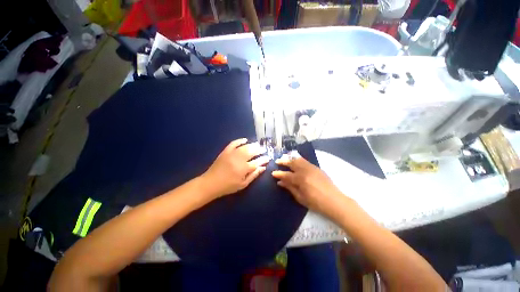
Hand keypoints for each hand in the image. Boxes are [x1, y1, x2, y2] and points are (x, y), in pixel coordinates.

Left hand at [201, 138, 270, 198]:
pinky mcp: (225, 151)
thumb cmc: (228, 186)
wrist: (211, 183)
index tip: (268, 158)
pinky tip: (245, 140)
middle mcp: (239, 159)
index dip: (264, 159)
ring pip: (245, 147)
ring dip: (252, 145)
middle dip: (259, 150)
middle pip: (252, 152)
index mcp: (244, 169)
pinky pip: (234, 143)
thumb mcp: (243, 184)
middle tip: (264, 149)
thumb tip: (263, 168)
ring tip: (258, 145)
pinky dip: (239, 140)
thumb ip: (254, 175)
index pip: (257, 162)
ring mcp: (232, 154)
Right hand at [272, 154, 350, 220]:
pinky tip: (296, 162)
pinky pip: (305, 161)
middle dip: (283, 161)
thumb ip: (290, 188)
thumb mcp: (300, 198)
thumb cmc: (316, 203)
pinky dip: (298, 160)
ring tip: (286, 160)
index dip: (279, 174)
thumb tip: (280, 182)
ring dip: (291, 159)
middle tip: (277, 161)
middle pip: (292, 163)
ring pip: (299, 159)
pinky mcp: (317, 168)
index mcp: (300, 179)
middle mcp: (305, 170)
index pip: (286, 175)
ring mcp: (312, 168)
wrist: (334, 201)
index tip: (273, 173)